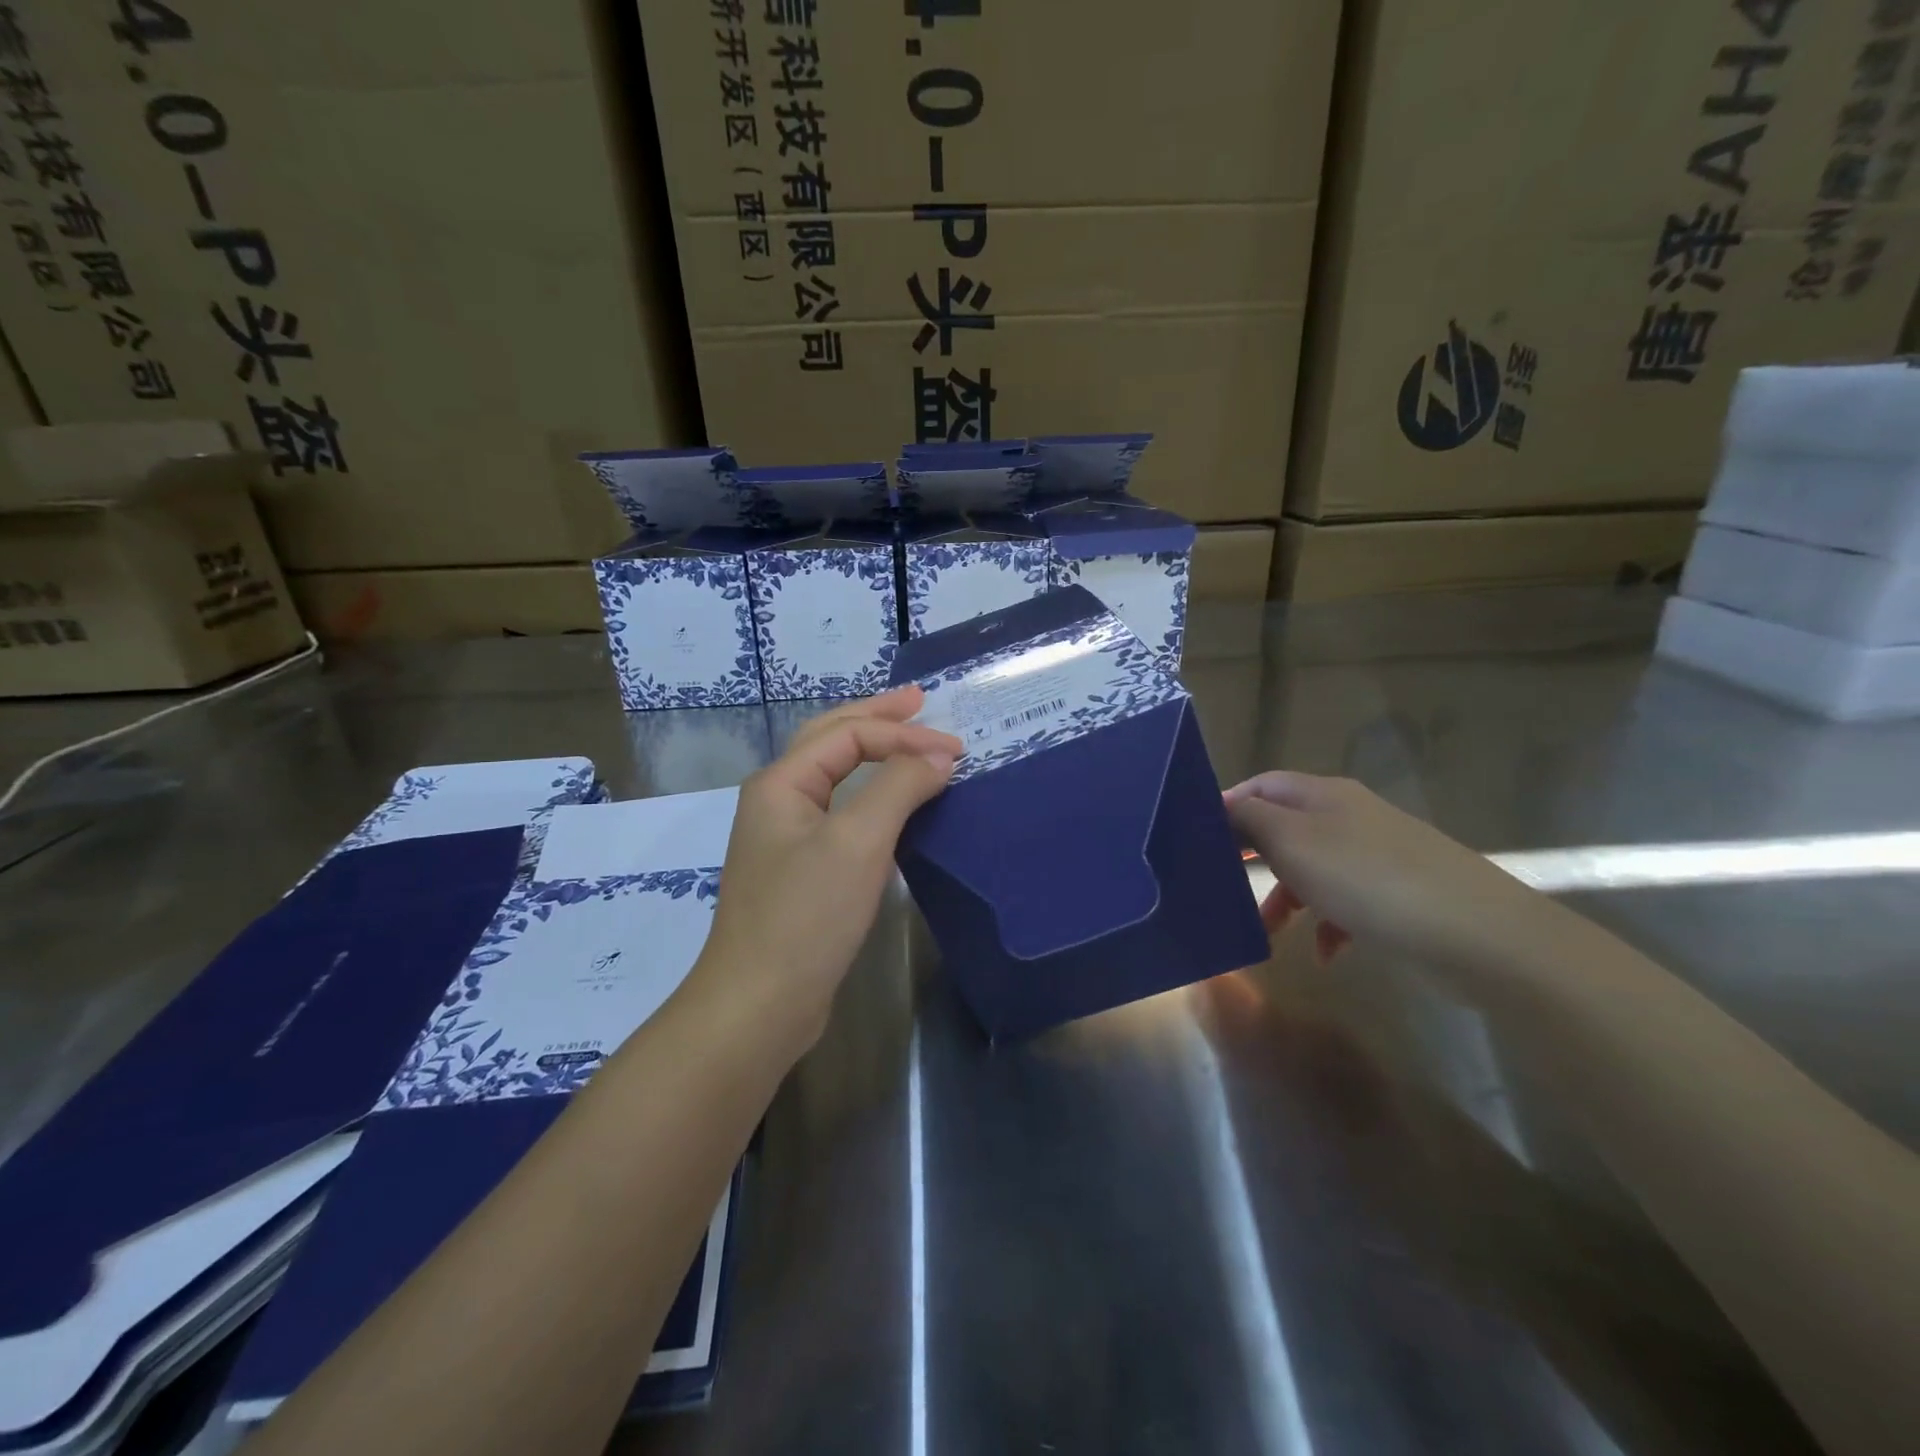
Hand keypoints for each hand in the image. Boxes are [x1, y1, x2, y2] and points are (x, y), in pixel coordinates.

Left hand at [694, 686, 961, 1045]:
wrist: (760, 1004)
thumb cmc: (806, 915)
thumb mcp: (858, 842)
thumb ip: (899, 787)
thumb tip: (938, 757)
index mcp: (782, 783)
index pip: (849, 735)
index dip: (904, 734)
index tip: (956, 751)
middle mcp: (778, 800)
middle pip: (831, 740)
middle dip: (877, 717)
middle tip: (920, 701)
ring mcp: (786, 837)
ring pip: (835, 776)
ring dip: (873, 752)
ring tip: (908, 736)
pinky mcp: (801, 871)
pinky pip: (840, 812)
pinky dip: (871, 794)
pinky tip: (891, 801)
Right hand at [1225, 771, 1549, 975]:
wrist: (1475, 931)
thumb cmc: (1366, 878)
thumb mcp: (1292, 842)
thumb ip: (1249, 819)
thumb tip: (1221, 807)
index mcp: (1322, 795)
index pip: (1262, 785)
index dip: (1228, 805)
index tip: (1198, 839)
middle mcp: (1348, 816)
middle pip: (1284, 828)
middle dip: (1252, 857)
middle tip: (1221, 884)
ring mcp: (1376, 854)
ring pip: (1313, 869)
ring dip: (1286, 898)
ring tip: (1266, 933)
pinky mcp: (1398, 893)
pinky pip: (1347, 902)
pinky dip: (1328, 924)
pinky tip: (1326, 954)